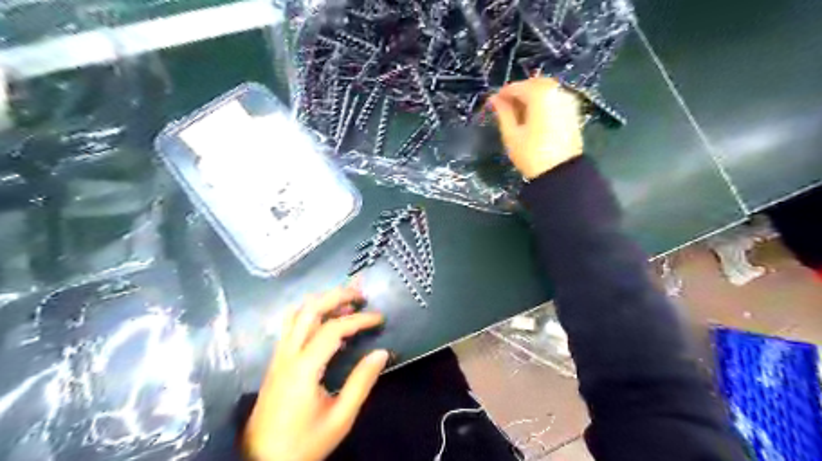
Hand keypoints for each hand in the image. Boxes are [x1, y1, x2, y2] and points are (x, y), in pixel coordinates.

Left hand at [241, 281, 389, 460]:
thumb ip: (361, 382)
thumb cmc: (304, 443)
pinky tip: (324, 321)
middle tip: (361, 295)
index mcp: (304, 368)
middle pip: (310, 309)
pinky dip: (310, 313)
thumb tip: (381, 353)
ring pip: (297, 313)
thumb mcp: (340, 418)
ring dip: (322, 301)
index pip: (334, 329)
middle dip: (337, 296)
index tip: (379, 318)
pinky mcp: (275, 361)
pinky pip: (290, 325)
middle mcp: (288, 354)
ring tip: (345, 303)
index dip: (359, 319)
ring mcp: (278, 355)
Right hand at [487, 78, 582, 178]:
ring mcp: (568, 100)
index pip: (517, 87)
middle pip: (533, 84)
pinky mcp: (573, 111)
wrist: (561, 173)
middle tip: (504, 108)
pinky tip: (533, 118)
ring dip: (530, 98)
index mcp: (540, 94)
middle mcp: (557, 91)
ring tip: (518, 114)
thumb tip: (494, 99)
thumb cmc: (532, 154)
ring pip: (545, 90)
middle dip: (518, 93)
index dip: (502, 94)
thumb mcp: (512, 135)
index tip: (492, 103)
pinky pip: (554, 99)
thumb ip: (503, 113)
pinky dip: (542, 103)